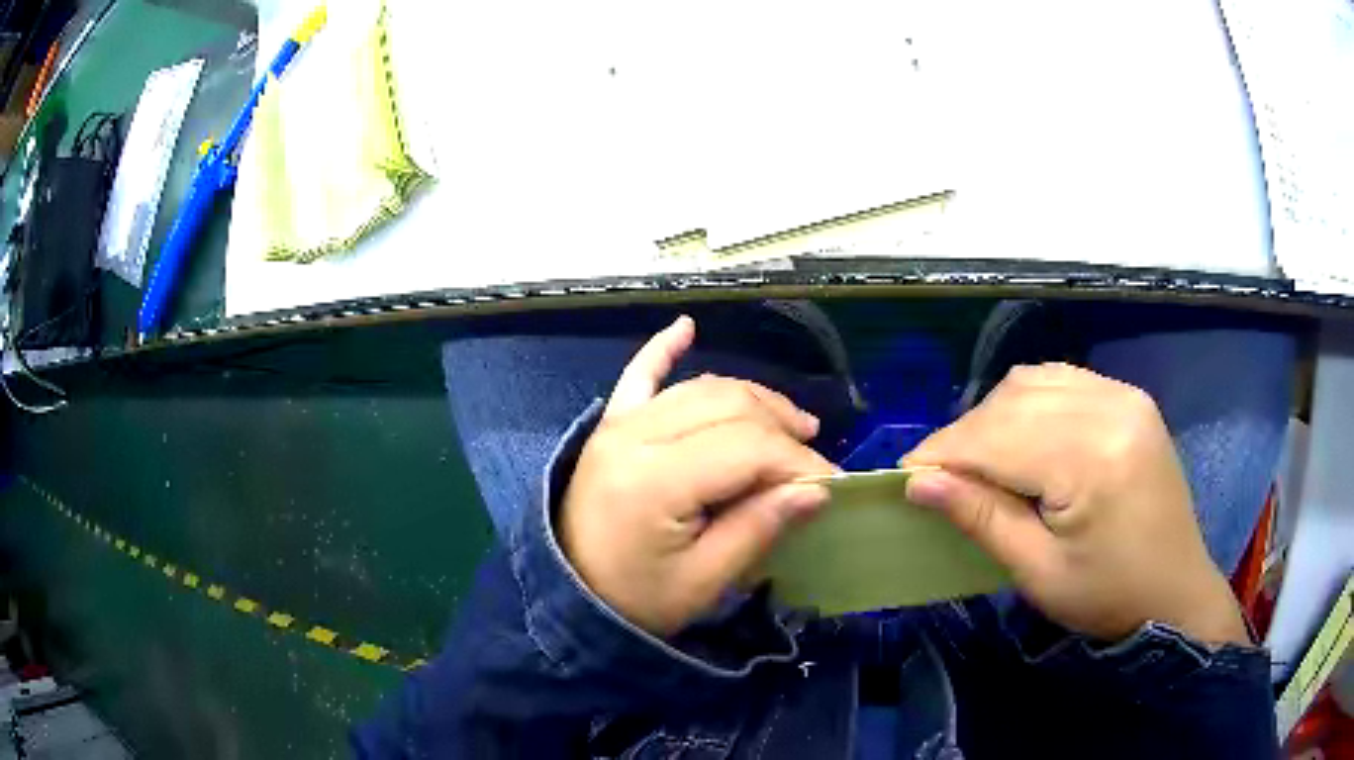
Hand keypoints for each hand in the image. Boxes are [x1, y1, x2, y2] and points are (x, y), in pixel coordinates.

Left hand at [559, 316, 835, 636]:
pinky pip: (639, 375)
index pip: (746, 447)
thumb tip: (817, 489)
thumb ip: (759, 527)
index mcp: (655, 481)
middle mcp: (635, 436)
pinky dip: (664, 349)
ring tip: (791, 423)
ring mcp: (618, 425)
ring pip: (700, 389)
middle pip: (728, 406)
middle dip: (781, 428)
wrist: (570, 597)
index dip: (797, 461)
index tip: (830, 484)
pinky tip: (687, 327)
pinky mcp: (610, 425)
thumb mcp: (704, 581)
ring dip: (752, 399)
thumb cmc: (637, 600)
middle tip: (814, 456)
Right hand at [902, 364, 1248, 645]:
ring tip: (980, 458)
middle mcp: (1110, 407)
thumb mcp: (1038, 572)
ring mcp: (1123, 394)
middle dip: (966, 435)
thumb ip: (981, 518)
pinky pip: (1063, 378)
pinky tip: (1023, 435)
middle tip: (940, 476)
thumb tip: (917, 482)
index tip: (906, 477)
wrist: (1175, 590)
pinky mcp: (1129, 397)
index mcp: (1091, 458)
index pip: (997, 436)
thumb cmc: (1108, 596)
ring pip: (1033, 379)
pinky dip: (1029, 400)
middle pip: (1013, 399)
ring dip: (995, 414)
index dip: (943, 452)